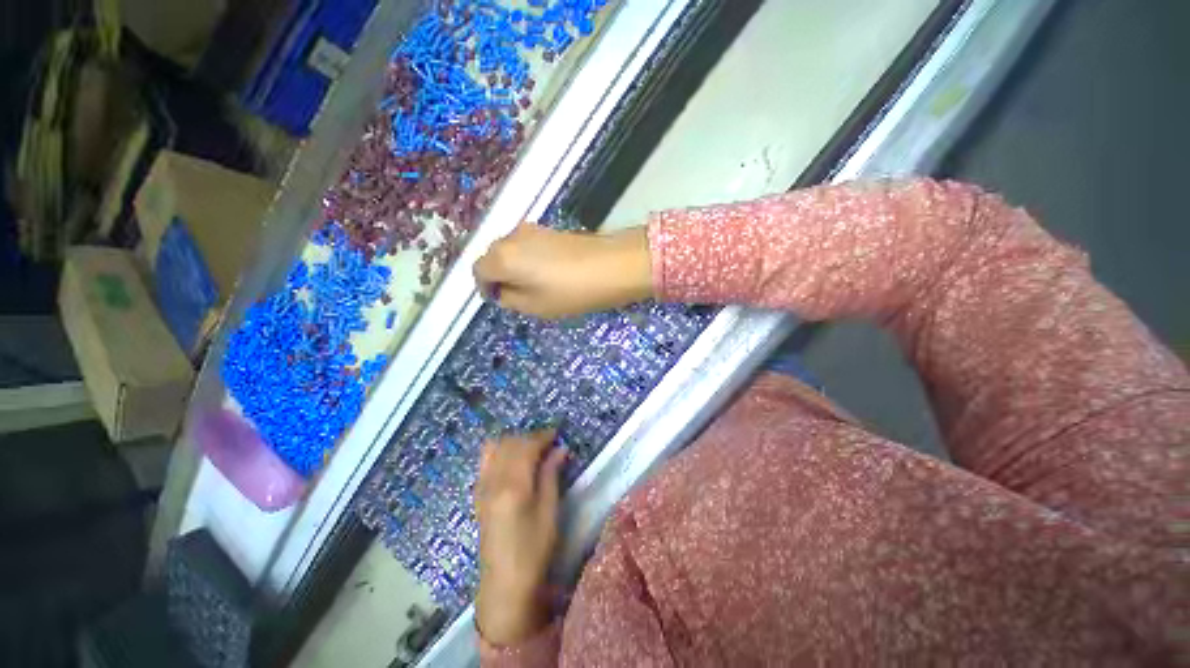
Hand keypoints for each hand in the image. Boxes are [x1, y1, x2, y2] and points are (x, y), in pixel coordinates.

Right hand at [474, 223, 652, 318]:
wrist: (613, 265)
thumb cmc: (572, 291)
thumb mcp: (536, 306)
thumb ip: (510, 299)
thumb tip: (502, 291)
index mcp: (502, 257)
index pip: (478, 271)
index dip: (485, 288)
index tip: (498, 300)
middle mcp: (511, 236)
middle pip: (493, 257)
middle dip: (499, 276)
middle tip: (516, 295)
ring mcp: (532, 229)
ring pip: (511, 250)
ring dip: (515, 267)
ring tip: (534, 286)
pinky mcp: (550, 229)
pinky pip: (528, 245)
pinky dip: (529, 259)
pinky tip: (547, 273)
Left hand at [475, 430, 567, 644]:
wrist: (504, 584)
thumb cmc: (534, 549)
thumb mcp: (550, 511)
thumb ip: (551, 475)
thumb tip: (560, 449)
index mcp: (513, 485)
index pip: (526, 446)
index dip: (543, 436)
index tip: (557, 434)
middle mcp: (493, 480)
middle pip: (510, 443)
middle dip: (530, 437)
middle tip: (549, 443)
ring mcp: (482, 487)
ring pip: (496, 448)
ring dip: (514, 442)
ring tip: (531, 450)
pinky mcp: (478, 494)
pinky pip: (486, 461)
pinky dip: (500, 451)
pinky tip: (512, 460)